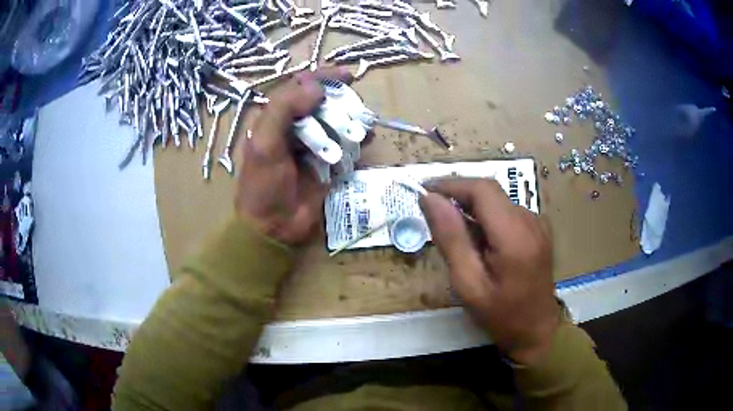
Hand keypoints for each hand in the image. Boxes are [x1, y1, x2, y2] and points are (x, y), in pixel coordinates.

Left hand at [235, 67, 352, 244]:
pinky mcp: (328, 162)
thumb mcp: (264, 143)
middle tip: (355, 106)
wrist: (274, 226)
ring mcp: (313, 144)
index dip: (322, 77)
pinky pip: (346, 144)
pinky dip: (357, 140)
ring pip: (337, 121)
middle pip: (323, 102)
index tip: (347, 75)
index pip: (300, 87)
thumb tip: (317, 89)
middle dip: (340, 101)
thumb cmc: (263, 185)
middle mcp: (295, 126)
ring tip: (362, 126)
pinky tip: (366, 140)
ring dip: (351, 120)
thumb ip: (284, 109)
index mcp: (276, 118)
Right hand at [419, 178, 559, 364]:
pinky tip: (479, 242)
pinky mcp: (538, 229)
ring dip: (472, 209)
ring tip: (456, 235)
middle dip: (459, 196)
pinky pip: (507, 212)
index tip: (424, 191)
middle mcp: (530, 220)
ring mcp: (538, 224)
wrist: (537, 330)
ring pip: (497, 202)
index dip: (451, 184)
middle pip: (490, 192)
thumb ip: (450, 238)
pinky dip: (487, 218)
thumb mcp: (468, 283)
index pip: (482, 189)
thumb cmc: (501, 314)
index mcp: (514, 235)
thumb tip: (430, 199)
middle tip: (433, 213)